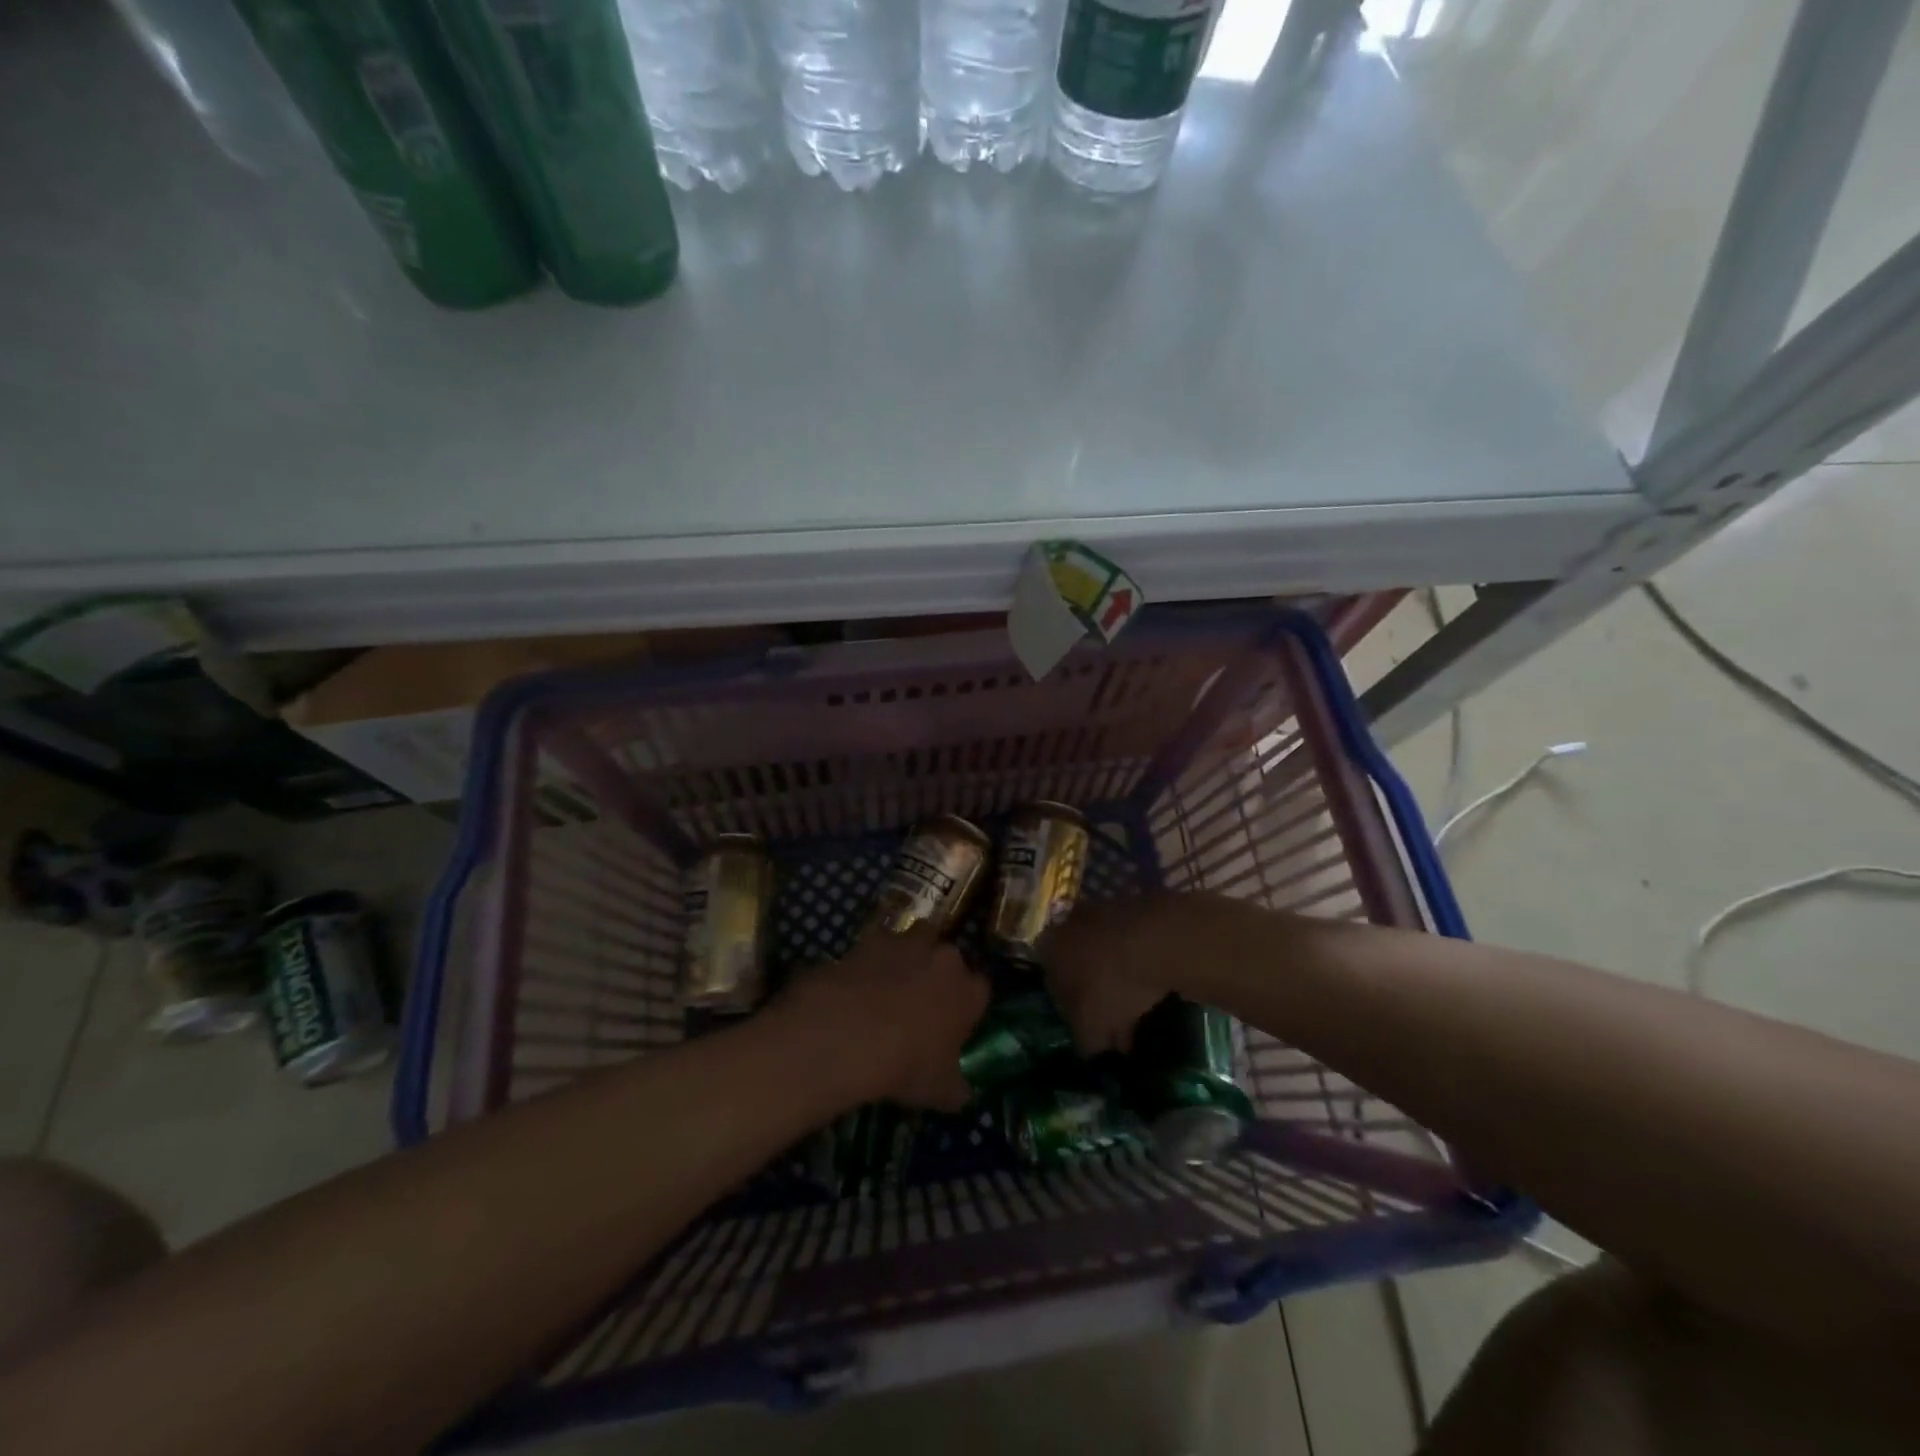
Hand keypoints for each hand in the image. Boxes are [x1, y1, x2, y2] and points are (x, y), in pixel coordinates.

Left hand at [772, 929, 988, 1112]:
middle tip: (920, 1004)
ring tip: (889, 986)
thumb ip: (956, 1089)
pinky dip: (872, 959)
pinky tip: (859, 983)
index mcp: (968, 991)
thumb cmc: (907, 1063)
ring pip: (916, 941)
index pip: (980, 990)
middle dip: (938, 975)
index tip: (954, 1023)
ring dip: (908, 958)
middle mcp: (945, 958)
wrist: (852, 1032)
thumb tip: (962, 1094)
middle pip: (949, 959)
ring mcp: (908, 943)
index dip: (967, 1005)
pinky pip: (878, 945)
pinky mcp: (872, 939)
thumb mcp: (939, 1091)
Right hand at [1041, 894, 1196, 1054]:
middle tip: (1114, 1020)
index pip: (1052, 987)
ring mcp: (1101, 911)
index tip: (1090, 1030)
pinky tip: (1154, 985)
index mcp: (1049, 949)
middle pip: (1078, 968)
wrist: (1158, 940)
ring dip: (1117, 978)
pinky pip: (1130, 945)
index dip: (1072, 1014)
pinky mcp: (1133, 908)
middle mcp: (1068, 925)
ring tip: (1138, 1005)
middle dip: (1094, 994)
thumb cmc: (1112, 986)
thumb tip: (1091, 1047)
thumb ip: (1085, 1041)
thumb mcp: (1092, 1027)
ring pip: (1104, 954)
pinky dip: (1138, 964)